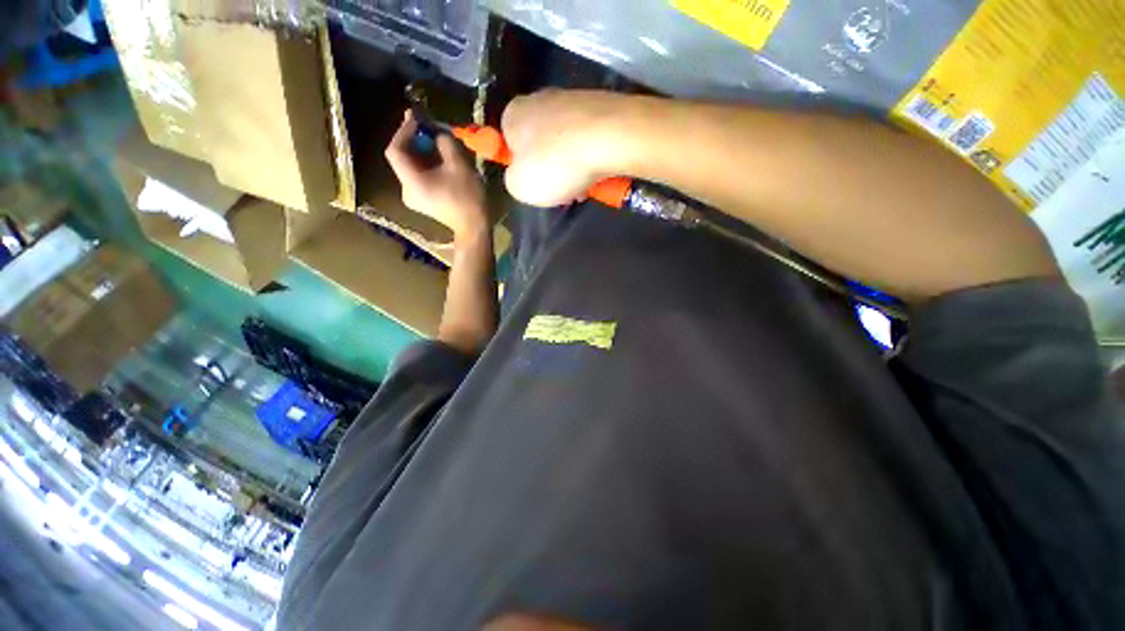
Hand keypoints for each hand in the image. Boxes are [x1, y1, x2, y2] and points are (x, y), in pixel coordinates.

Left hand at [385, 110, 487, 238]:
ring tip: (437, 141)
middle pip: (403, 158)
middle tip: (429, 127)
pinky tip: (439, 160)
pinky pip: (419, 177)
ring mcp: (414, 198)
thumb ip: (444, 142)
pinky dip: (427, 165)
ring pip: (412, 167)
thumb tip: (437, 132)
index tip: (417, 118)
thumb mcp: (459, 165)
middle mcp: (406, 190)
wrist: (474, 228)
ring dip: (422, 152)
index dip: (404, 131)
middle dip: (415, 140)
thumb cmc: (468, 197)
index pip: (395, 150)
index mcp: (412, 181)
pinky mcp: (423, 202)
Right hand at [501, 89, 631, 206]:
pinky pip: (589, 138)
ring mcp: (571, 99)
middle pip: (541, 145)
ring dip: (573, 168)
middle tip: (563, 191)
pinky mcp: (599, 105)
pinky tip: (599, 173)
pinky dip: (591, 157)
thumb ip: (513, 181)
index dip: (522, 168)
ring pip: (567, 144)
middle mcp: (539, 99)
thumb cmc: (555, 165)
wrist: (608, 139)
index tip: (536, 186)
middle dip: (552, 171)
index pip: (509, 142)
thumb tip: (522, 175)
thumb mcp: (519, 187)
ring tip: (584, 187)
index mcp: (513, 114)